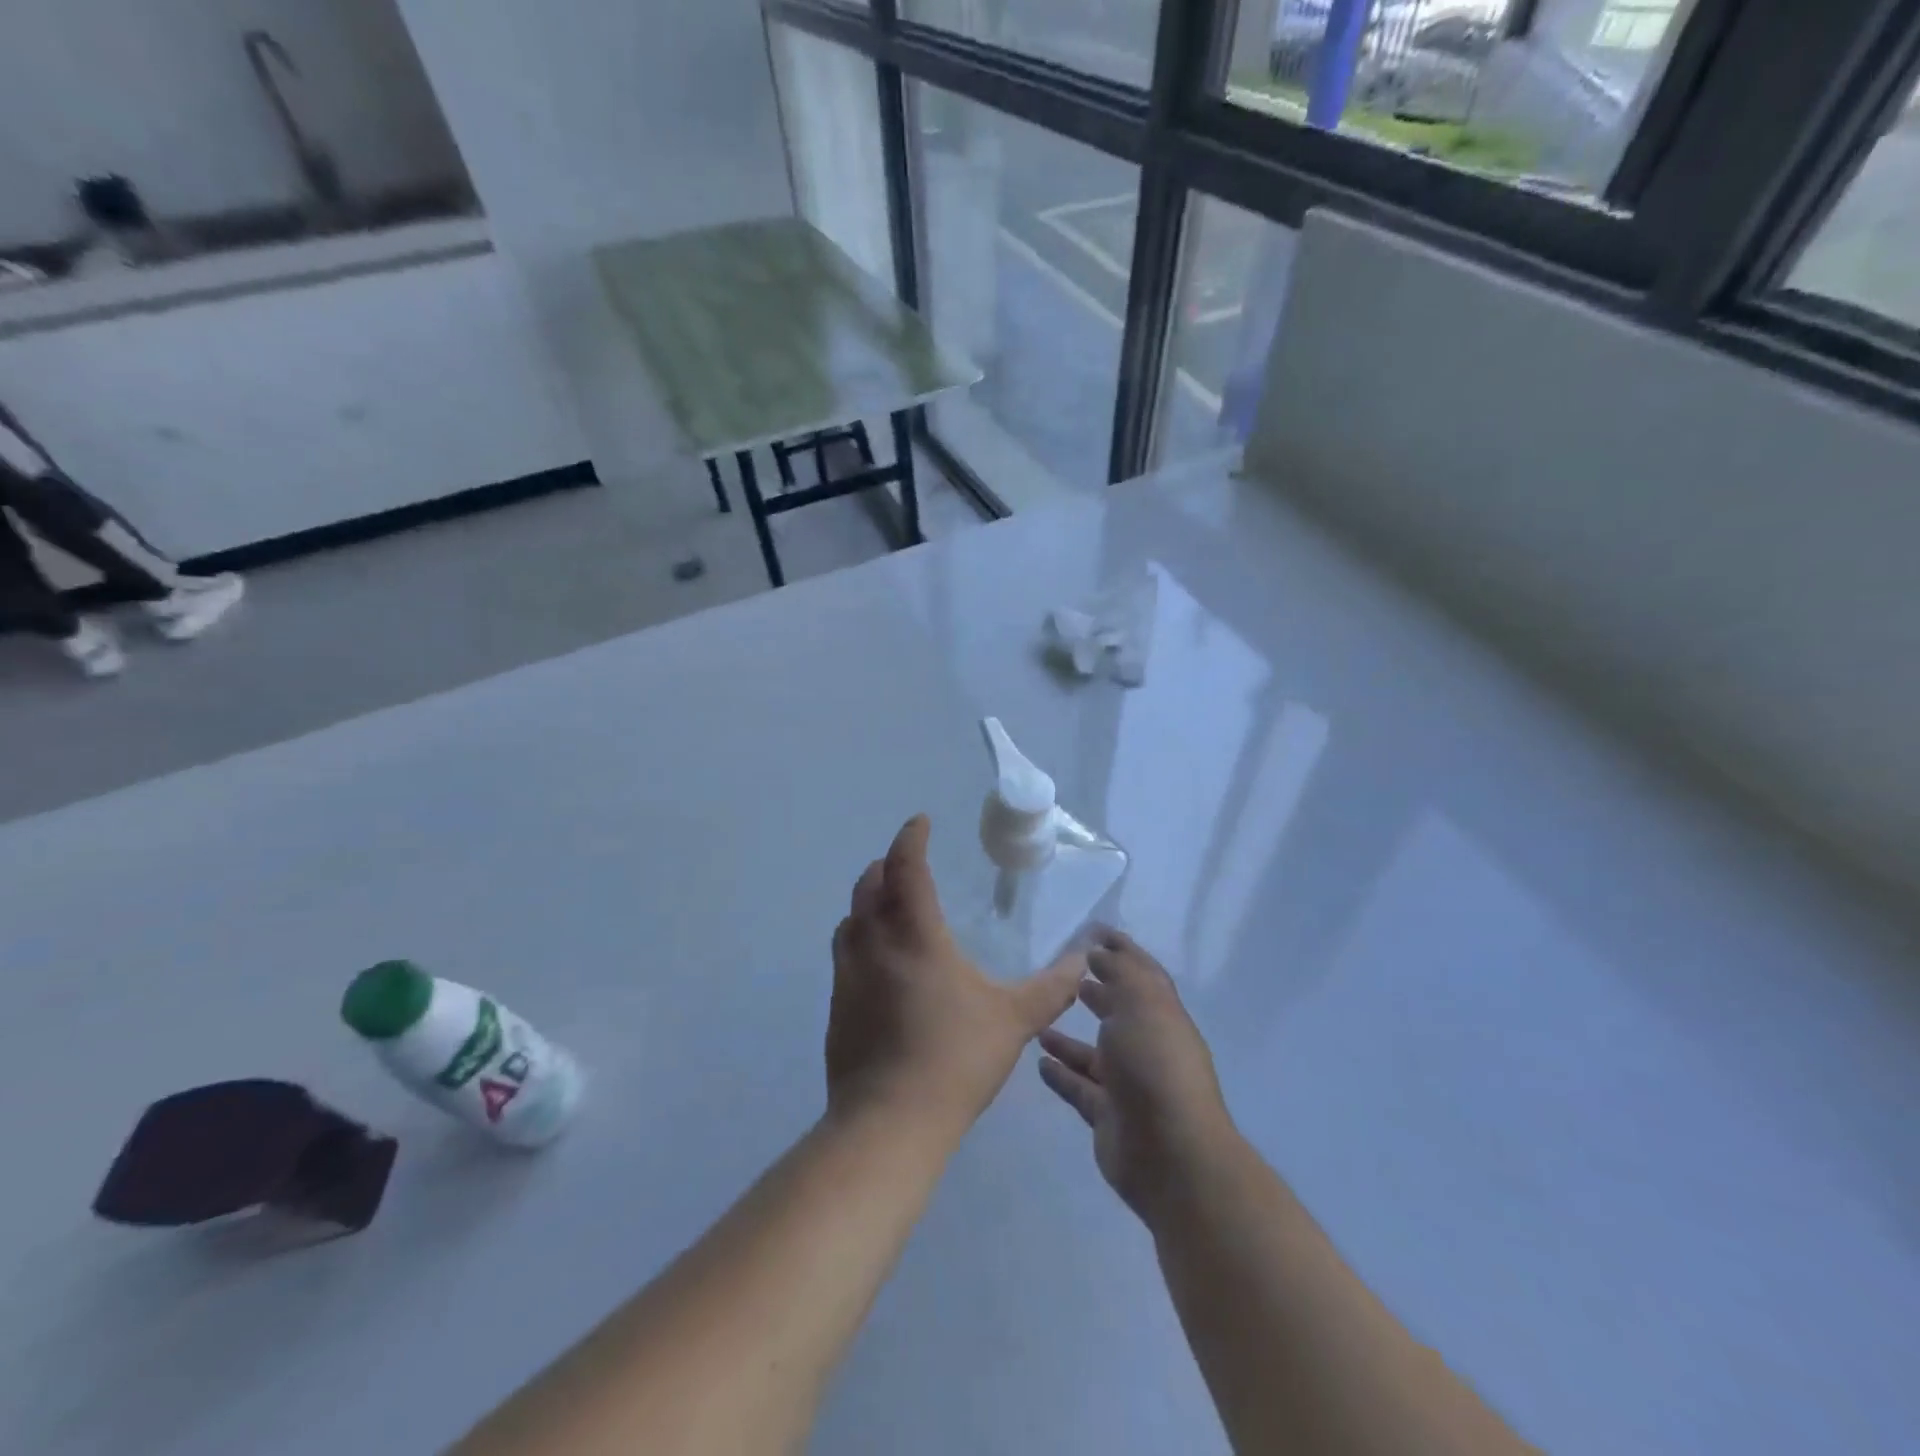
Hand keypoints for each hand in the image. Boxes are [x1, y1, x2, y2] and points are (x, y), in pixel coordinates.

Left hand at [827, 816, 1083, 1133]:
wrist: (888, 1121)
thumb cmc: (954, 1059)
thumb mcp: (1013, 1021)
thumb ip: (1050, 988)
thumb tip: (1081, 961)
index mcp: (914, 936)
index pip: (905, 868)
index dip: (911, 839)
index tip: (920, 823)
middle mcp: (874, 945)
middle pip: (868, 886)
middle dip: (886, 865)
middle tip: (906, 862)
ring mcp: (848, 975)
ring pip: (850, 920)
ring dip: (866, 901)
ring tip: (888, 905)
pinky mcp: (836, 1006)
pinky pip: (844, 954)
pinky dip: (858, 938)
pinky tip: (879, 963)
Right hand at [1037, 928, 1236, 1225]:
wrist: (1171, 1154)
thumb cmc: (1155, 1066)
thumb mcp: (1141, 1005)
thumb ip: (1120, 974)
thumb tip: (1101, 952)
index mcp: (1161, 1015)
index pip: (1141, 973)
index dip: (1121, 950)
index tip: (1093, 931)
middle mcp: (1146, 1046)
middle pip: (1118, 1012)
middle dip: (1097, 991)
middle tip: (1064, 974)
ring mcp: (1128, 1084)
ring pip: (1094, 1054)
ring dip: (1069, 1038)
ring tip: (1039, 1019)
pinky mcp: (1109, 1116)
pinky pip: (1080, 1088)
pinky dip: (1062, 1074)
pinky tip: (1039, 1062)